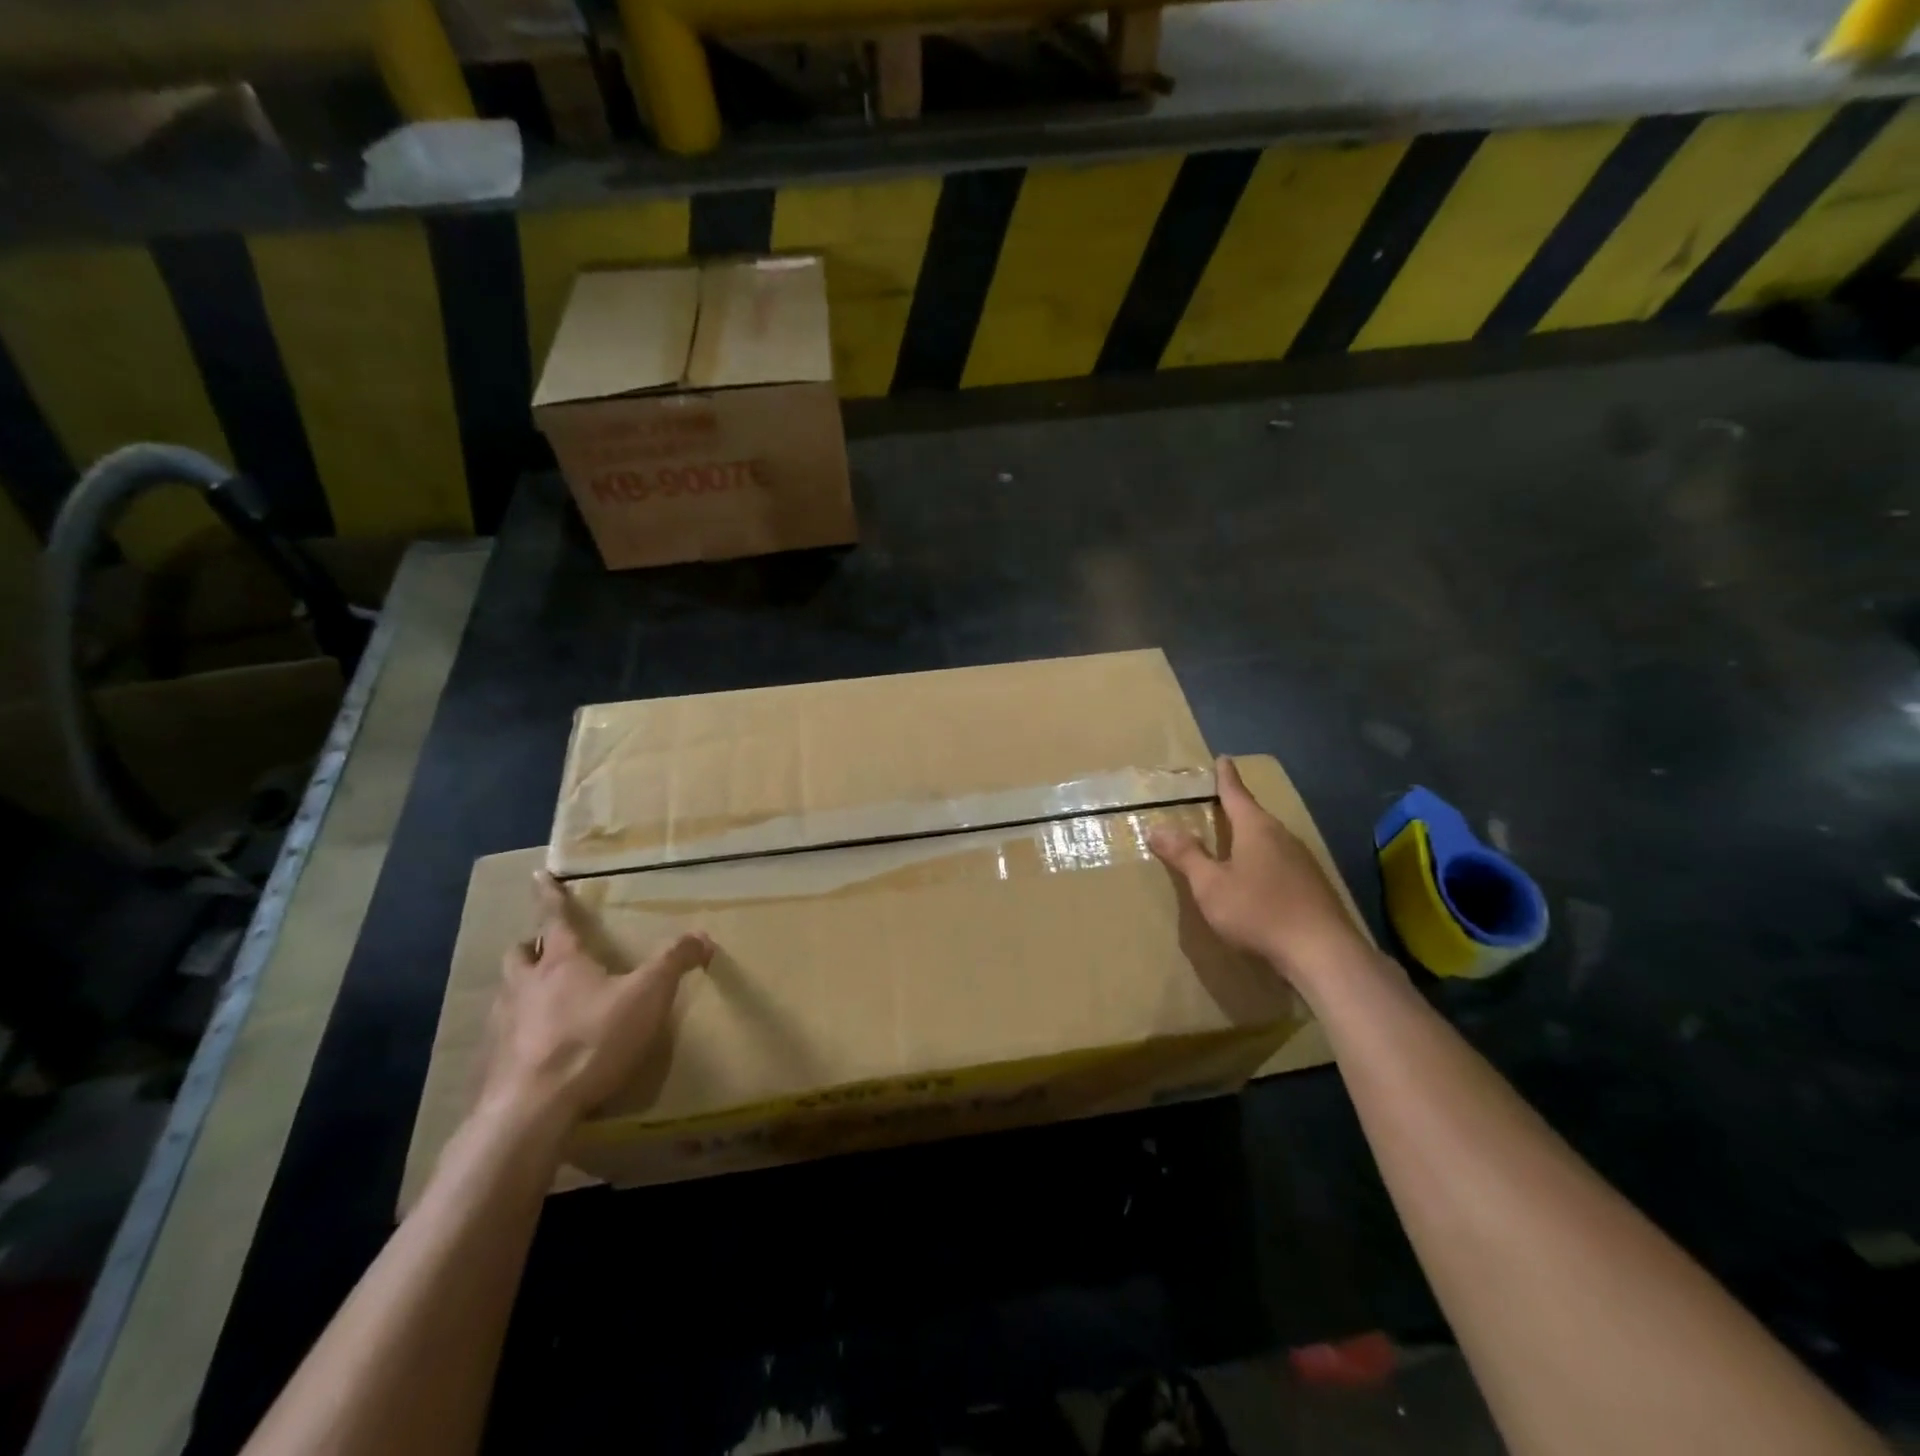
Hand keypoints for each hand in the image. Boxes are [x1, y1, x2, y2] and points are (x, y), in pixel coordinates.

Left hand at [482, 871, 713, 1123]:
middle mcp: (524, 985)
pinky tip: (536, 1049)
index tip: (538, 875)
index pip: (554, 919)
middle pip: (519, 954)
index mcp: (561, 963)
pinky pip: (502, 1036)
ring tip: (543, 999)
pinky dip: (517, 1032)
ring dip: (521, 988)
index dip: (550, 896)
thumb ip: (674, 963)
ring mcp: (502, 1025)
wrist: (530, 1111)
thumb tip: (702, 936)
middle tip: (545, 950)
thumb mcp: (646, 996)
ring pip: (506, 993)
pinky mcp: (493, 1063)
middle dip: (530, 946)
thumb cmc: (591, 1040)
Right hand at [1148, 756, 1367, 989]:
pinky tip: (1258, 876)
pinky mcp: (1313, 885)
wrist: (1323, 953)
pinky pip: (1281, 860)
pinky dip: (1264, 858)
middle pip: (1254, 815)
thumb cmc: (1259, 911)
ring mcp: (1302, 861)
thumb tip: (1156, 827)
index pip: (1236, 794)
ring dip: (1250, 836)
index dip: (1226, 777)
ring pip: (1270, 839)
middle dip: (1236, 808)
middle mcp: (1282, 836)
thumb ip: (1185, 855)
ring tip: (1234, 839)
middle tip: (1218, 801)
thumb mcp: (1210, 885)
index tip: (1223, 759)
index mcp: (1256, 828)